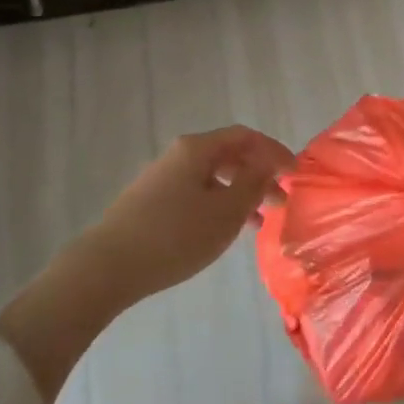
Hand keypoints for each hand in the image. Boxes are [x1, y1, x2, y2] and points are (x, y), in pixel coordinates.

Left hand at [88, 126, 292, 301]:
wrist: (107, 266)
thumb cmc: (175, 236)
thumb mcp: (225, 212)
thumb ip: (252, 183)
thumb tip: (268, 162)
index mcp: (197, 148)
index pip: (245, 137)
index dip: (274, 151)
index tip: (296, 174)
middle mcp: (179, 155)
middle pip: (229, 155)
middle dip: (259, 175)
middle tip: (282, 202)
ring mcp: (163, 178)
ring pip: (213, 177)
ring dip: (240, 194)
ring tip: (260, 223)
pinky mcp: (152, 201)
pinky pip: (197, 193)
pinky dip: (218, 206)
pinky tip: (225, 232)